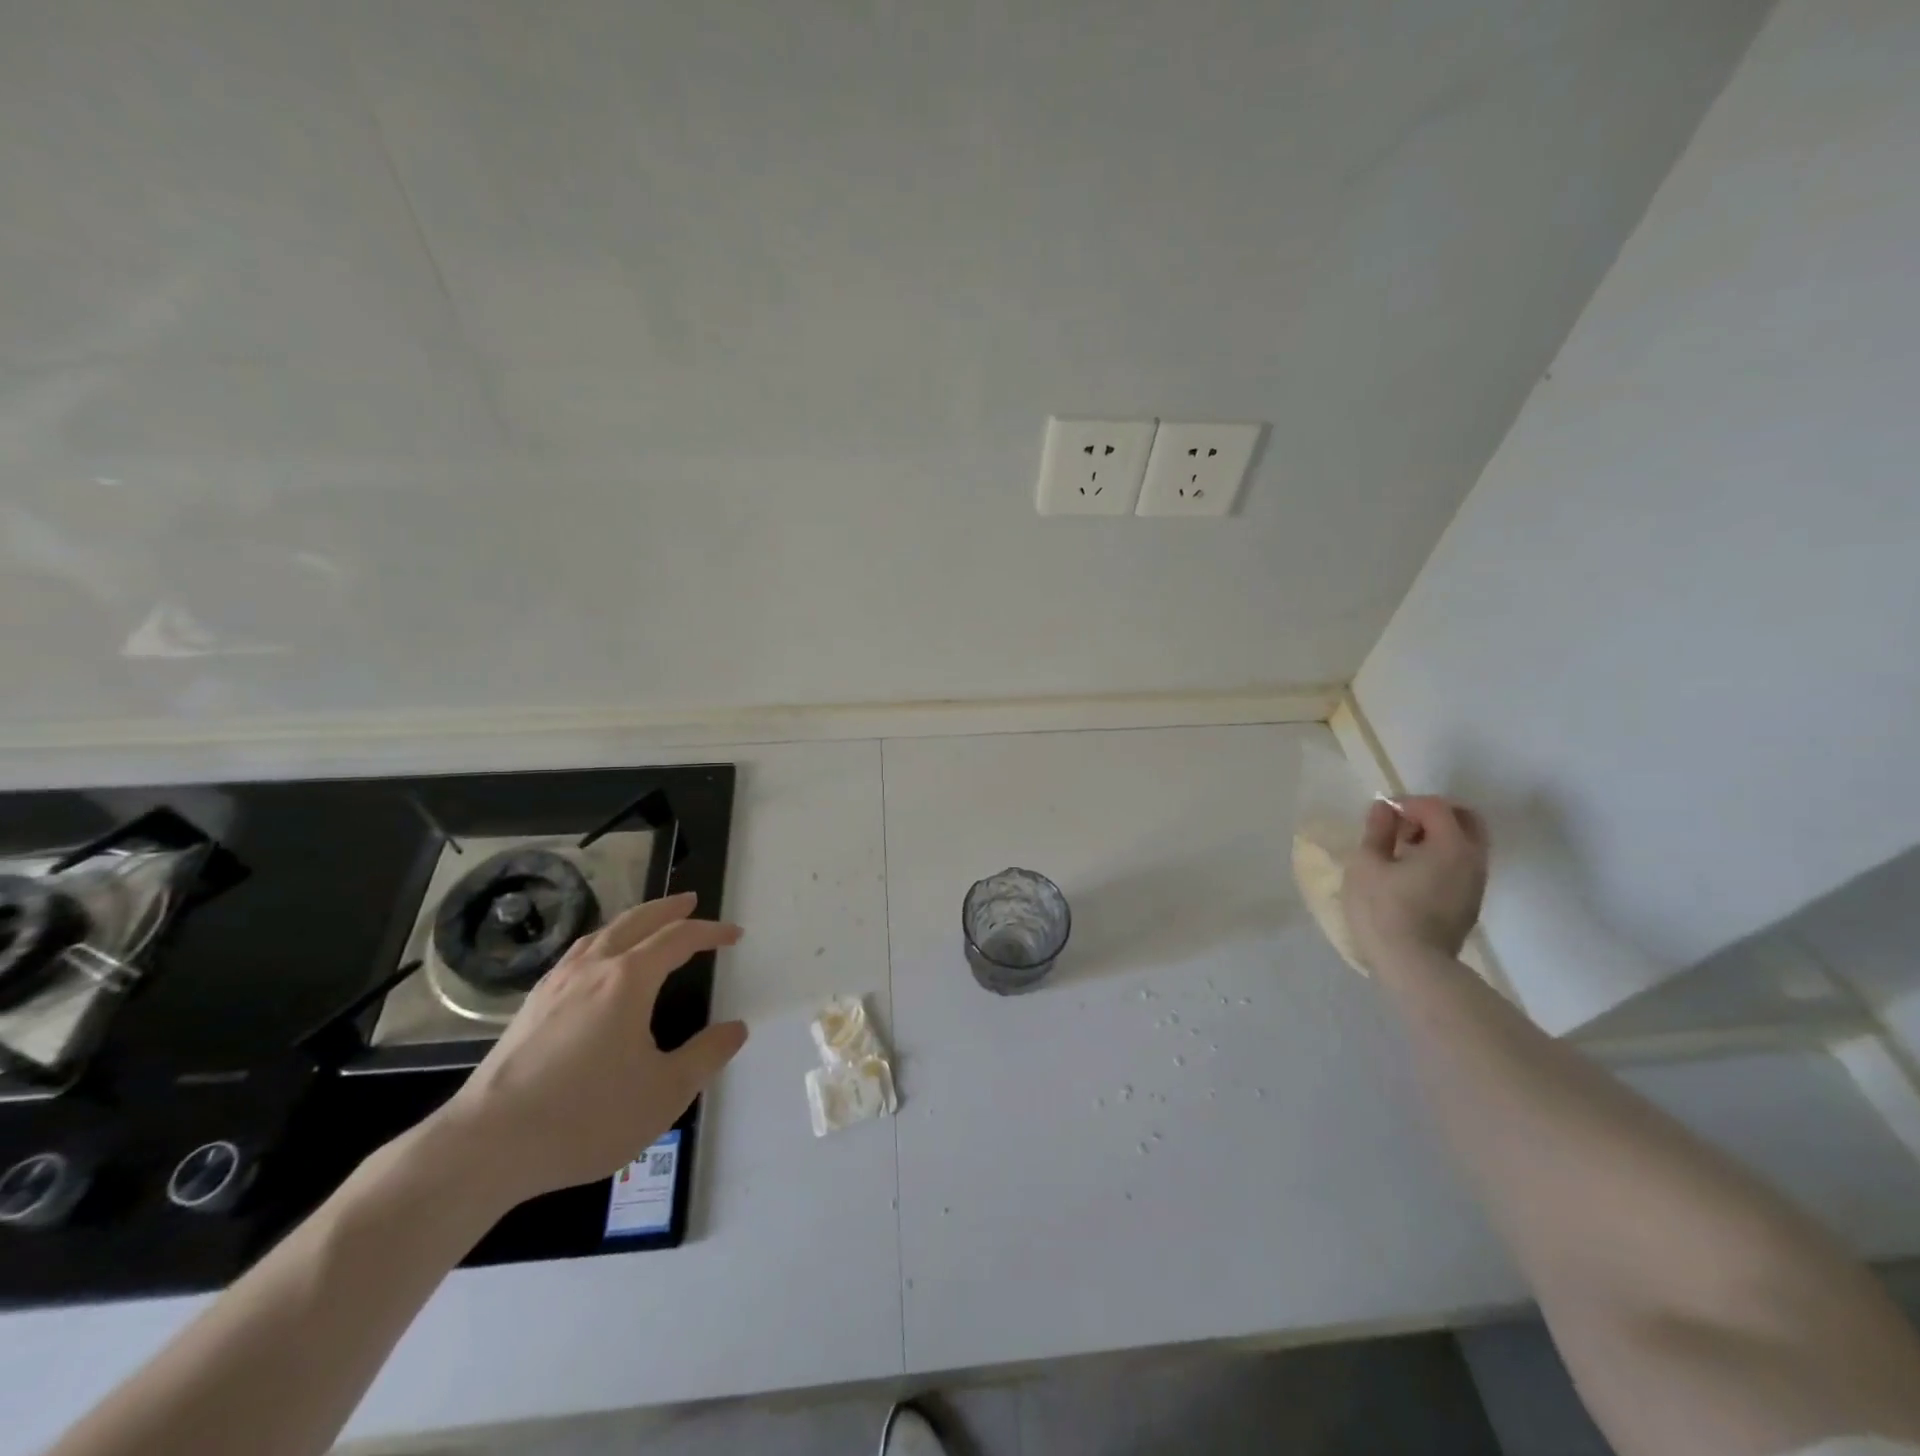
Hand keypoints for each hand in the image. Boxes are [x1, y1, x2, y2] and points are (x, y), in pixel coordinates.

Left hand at [428, 892, 746, 1208]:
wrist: (486, 1146)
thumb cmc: (586, 1116)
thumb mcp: (665, 1092)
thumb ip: (706, 1056)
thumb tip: (735, 1028)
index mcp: (628, 980)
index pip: (678, 939)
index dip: (710, 932)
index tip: (734, 934)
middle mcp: (592, 969)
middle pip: (636, 922)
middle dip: (668, 908)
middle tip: (690, 900)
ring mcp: (555, 985)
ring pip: (600, 933)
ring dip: (632, 921)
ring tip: (647, 924)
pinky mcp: (530, 1007)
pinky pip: (576, 954)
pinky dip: (601, 942)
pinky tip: (595, 964)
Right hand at [1343, 796, 1488, 969]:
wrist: (1413, 966)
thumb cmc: (1383, 909)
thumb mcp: (1366, 864)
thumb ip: (1377, 831)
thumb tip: (1384, 808)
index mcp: (1450, 845)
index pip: (1435, 806)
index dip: (1406, 803)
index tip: (1381, 815)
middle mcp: (1473, 859)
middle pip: (1465, 819)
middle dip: (1433, 814)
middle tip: (1401, 825)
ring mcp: (1476, 883)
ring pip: (1467, 843)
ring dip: (1438, 836)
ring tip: (1402, 851)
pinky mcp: (1471, 903)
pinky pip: (1463, 865)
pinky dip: (1442, 857)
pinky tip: (1413, 874)